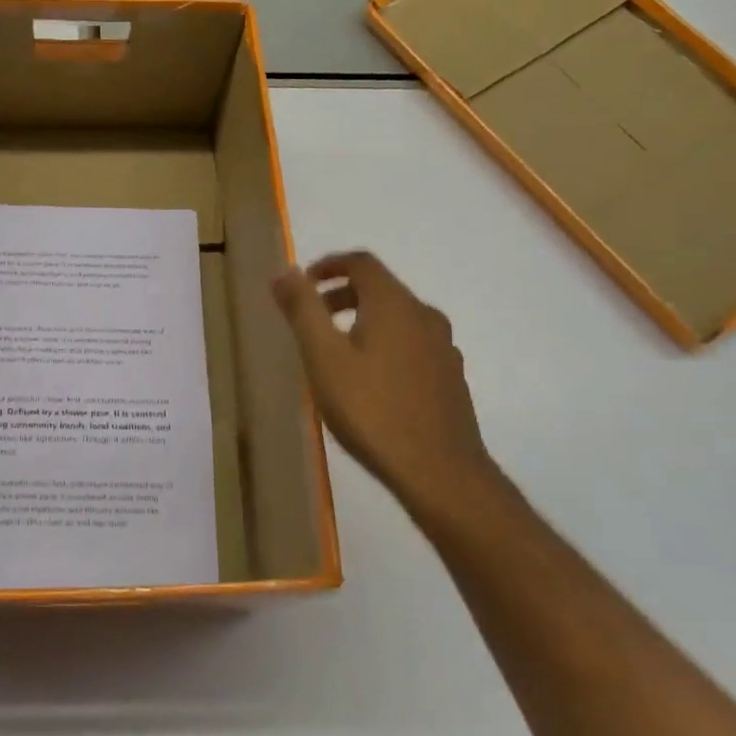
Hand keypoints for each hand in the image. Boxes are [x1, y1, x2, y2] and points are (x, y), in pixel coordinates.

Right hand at [273, 250, 502, 516]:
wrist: (440, 472)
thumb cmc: (371, 410)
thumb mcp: (323, 358)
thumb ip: (303, 310)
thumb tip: (285, 271)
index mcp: (394, 305)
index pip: (361, 263)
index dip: (329, 265)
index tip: (302, 282)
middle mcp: (425, 316)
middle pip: (381, 289)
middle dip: (341, 295)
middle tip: (311, 319)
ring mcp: (443, 348)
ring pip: (398, 319)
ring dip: (363, 321)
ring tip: (336, 353)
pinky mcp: (450, 378)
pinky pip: (412, 345)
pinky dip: (385, 345)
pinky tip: (370, 382)